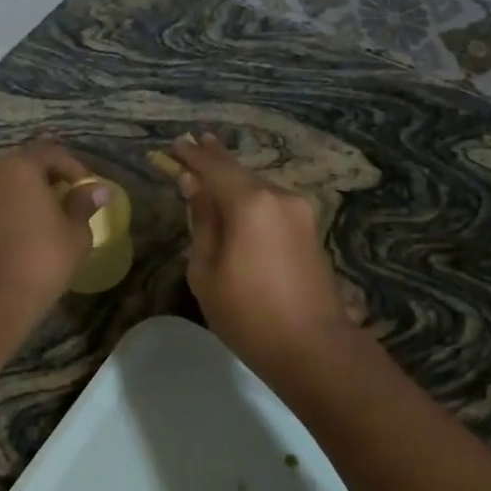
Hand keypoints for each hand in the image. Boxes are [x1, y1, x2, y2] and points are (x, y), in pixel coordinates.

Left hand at [0, 140, 106, 311]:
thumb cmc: (43, 257)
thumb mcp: (76, 231)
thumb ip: (85, 203)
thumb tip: (99, 188)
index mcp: (21, 167)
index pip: (52, 152)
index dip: (75, 168)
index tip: (89, 189)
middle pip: (26, 165)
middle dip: (50, 178)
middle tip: (71, 198)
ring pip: (8, 185)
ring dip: (30, 195)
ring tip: (51, 217)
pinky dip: (13, 211)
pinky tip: (28, 232)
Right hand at [168, 134, 352, 375]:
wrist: (314, 347)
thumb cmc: (248, 315)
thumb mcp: (207, 271)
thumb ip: (202, 222)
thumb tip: (194, 186)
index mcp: (250, 204)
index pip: (214, 168)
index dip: (192, 155)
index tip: (176, 143)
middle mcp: (279, 196)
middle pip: (239, 172)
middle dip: (215, 159)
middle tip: (194, 143)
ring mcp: (300, 211)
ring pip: (258, 187)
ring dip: (234, 180)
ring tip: (212, 170)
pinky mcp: (310, 228)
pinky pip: (272, 203)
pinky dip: (251, 198)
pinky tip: (238, 201)